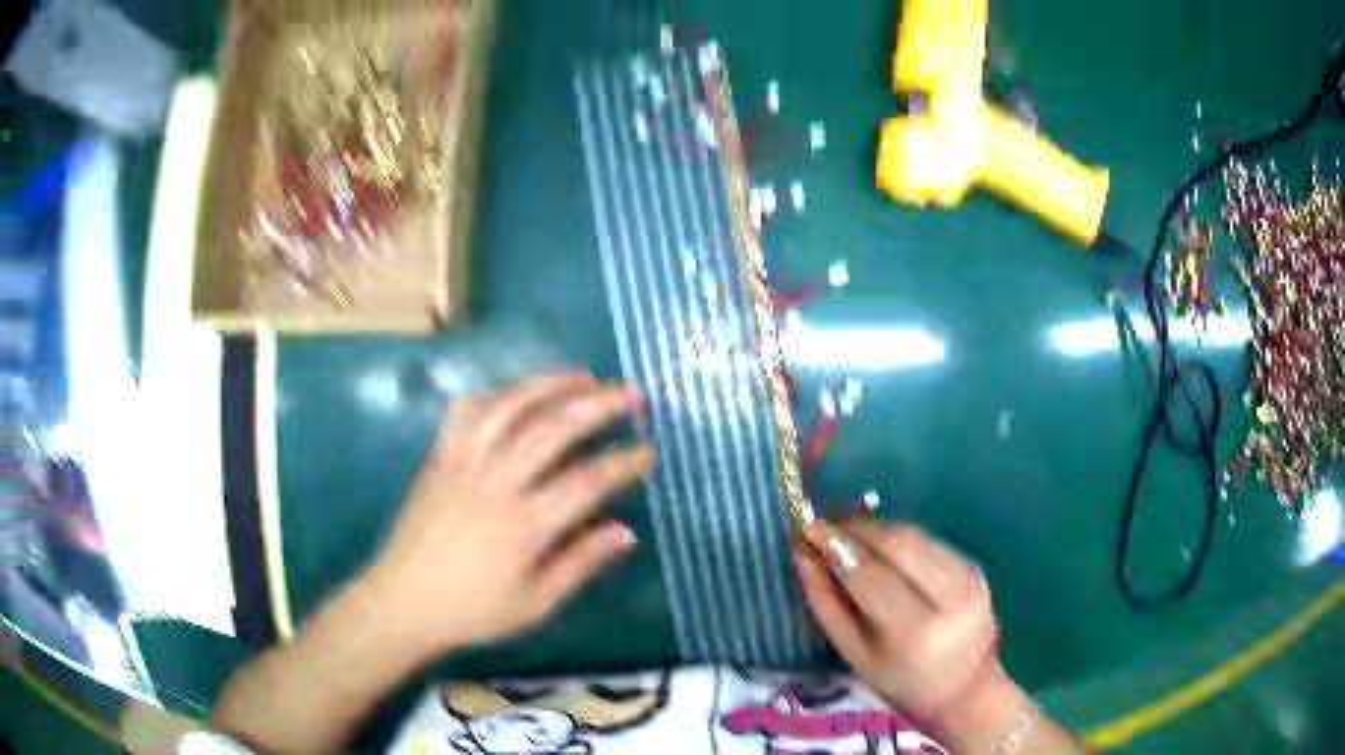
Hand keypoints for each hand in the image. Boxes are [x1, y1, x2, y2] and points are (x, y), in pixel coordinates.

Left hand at [364, 373, 653, 660]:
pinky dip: (496, 393)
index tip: (649, 450)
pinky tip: (517, 393)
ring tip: (584, 376)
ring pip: (510, 406)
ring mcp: (462, 462)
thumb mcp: (533, 603)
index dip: (623, 462)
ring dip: (551, 384)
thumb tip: (627, 532)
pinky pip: (466, 410)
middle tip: (631, 392)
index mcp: (522, 525)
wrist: (400, 601)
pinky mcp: (439, 456)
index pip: (587, 481)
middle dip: (599, 403)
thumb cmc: (471, 610)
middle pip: (553, 427)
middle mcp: (494, 482)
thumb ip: (580, 564)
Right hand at [794, 520, 1000, 722]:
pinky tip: (880, 546)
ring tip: (847, 533)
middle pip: (898, 543)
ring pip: (915, 535)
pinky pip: (930, 540)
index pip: (871, 574)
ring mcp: (969, 579)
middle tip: (825, 525)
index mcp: (916, 632)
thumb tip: (802, 555)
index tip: (806, 530)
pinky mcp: (975, 568)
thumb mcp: (854, 655)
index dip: (837, 547)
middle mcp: (949, 598)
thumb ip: (826, 604)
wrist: (963, 689)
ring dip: (876, 529)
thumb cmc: (899, 681)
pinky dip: (899, 538)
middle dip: (856, 528)